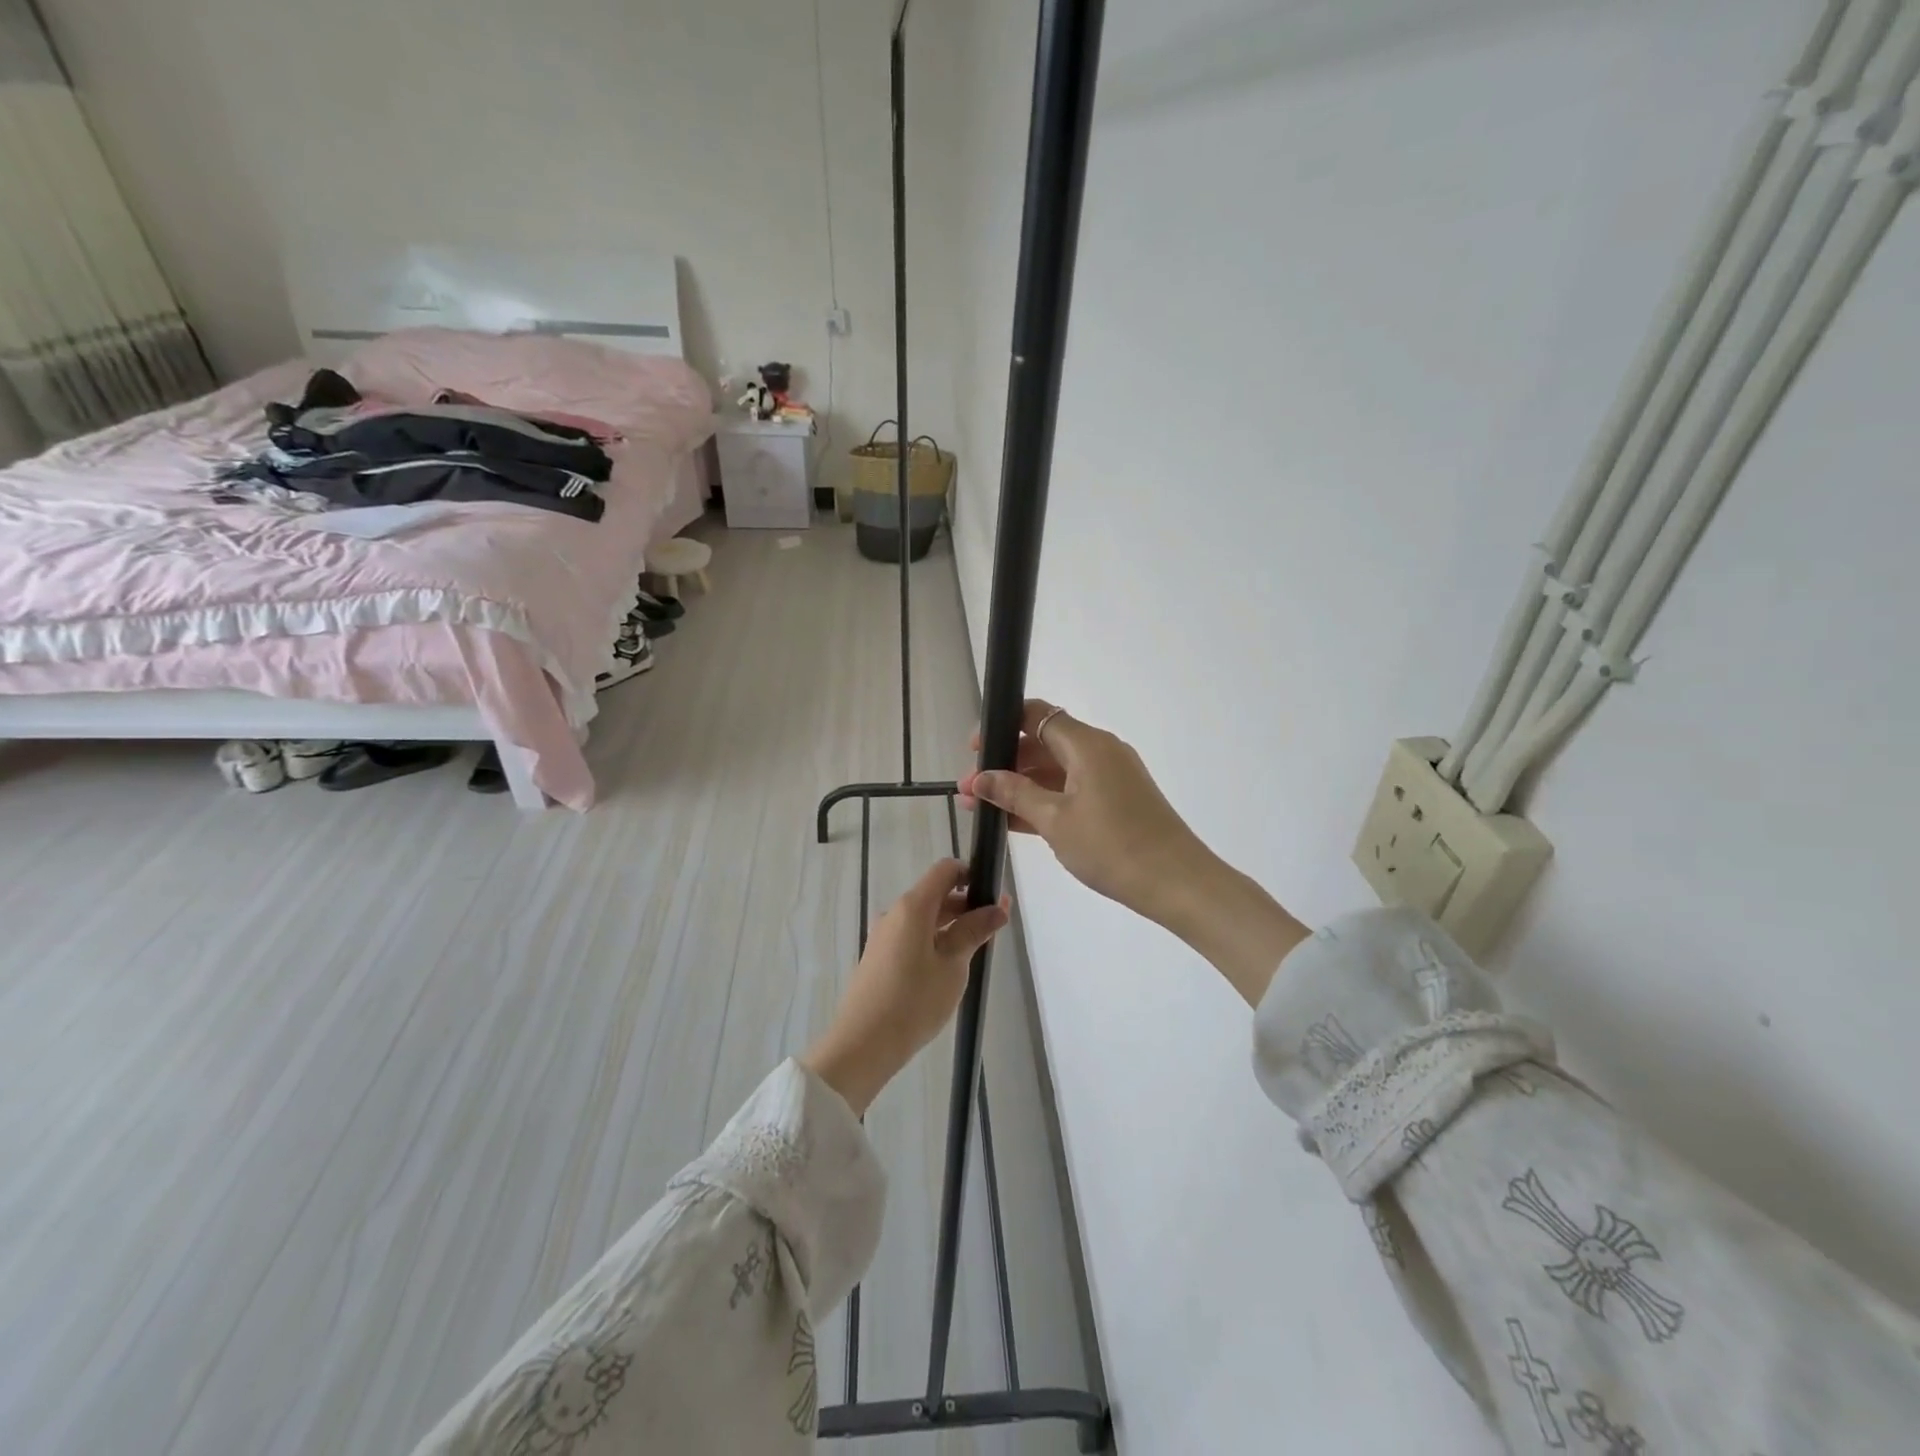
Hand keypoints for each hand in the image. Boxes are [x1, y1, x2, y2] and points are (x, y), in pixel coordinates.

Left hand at [801, 859, 1008, 1115]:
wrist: (863, 1044)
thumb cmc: (914, 1001)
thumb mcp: (953, 965)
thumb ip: (975, 931)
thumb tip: (998, 907)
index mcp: (913, 906)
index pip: (945, 870)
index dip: (972, 875)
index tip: (994, 896)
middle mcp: (895, 913)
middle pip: (936, 894)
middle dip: (967, 905)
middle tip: (995, 929)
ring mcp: (885, 935)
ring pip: (925, 918)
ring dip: (952, 926)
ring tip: (977, 952)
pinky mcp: (880, 957)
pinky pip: (913, 936)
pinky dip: (935, 941)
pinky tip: (950, 968)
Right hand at [957, 700, 1204, 923]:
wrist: (1177, 883)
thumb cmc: (1113, 846)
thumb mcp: (1055, 820)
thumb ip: (1015, 794)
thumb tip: (981, 777)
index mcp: (1087, 744)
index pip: (1036, 715)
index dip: (1001, 725)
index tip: (974, 751)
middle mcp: (1100, 751)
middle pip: (1043, 743)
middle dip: (1005, 763)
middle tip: (972, 790)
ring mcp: (1111, 777)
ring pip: (1056, 771)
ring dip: (1021, 786)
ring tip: (984, 809)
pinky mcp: (1117, 801)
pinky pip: (1072, 790)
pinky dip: (1045, 801)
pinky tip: (1015, 822)